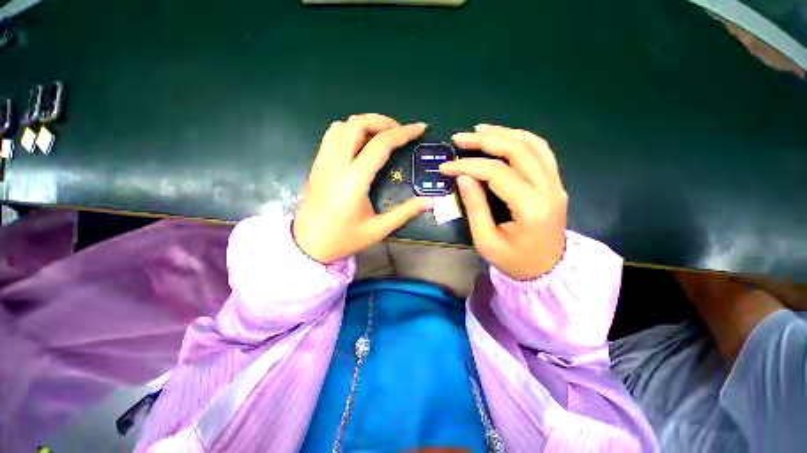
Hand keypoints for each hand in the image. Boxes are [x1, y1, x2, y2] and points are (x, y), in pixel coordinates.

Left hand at [293, 114, 435, 263]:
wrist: (307, 245)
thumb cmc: (344, 239)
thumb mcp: (379, 229)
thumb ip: (406, 212)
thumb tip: (432, 202)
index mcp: (354, 180)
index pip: (380, 144)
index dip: (403, 132)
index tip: (419, 128)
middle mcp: (337, 164)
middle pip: (358, 124)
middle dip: (383, 121)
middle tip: (400, 132)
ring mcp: (323, 162)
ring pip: (342, 126)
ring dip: (365, 124)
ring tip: (381, 135)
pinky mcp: (317, 165)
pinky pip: (331, 136)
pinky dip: (349, 130)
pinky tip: (359, 144)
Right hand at [439, 124, 567, 279]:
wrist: (548, 270)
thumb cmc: (514, 261)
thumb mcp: (486, 241)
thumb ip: (475, 207)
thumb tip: (464, 177)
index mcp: (531, 207)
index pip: (497, 173)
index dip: (468, 165)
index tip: (446, 167)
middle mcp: (549, 189)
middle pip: (518, 150)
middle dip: (485, 140)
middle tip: (459, 138)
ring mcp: (556, 183)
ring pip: (533, 144)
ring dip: (504, 133)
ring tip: (479, 130)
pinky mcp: (555, 182)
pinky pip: (540, 151)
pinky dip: (520, 139)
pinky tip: (503, 137)